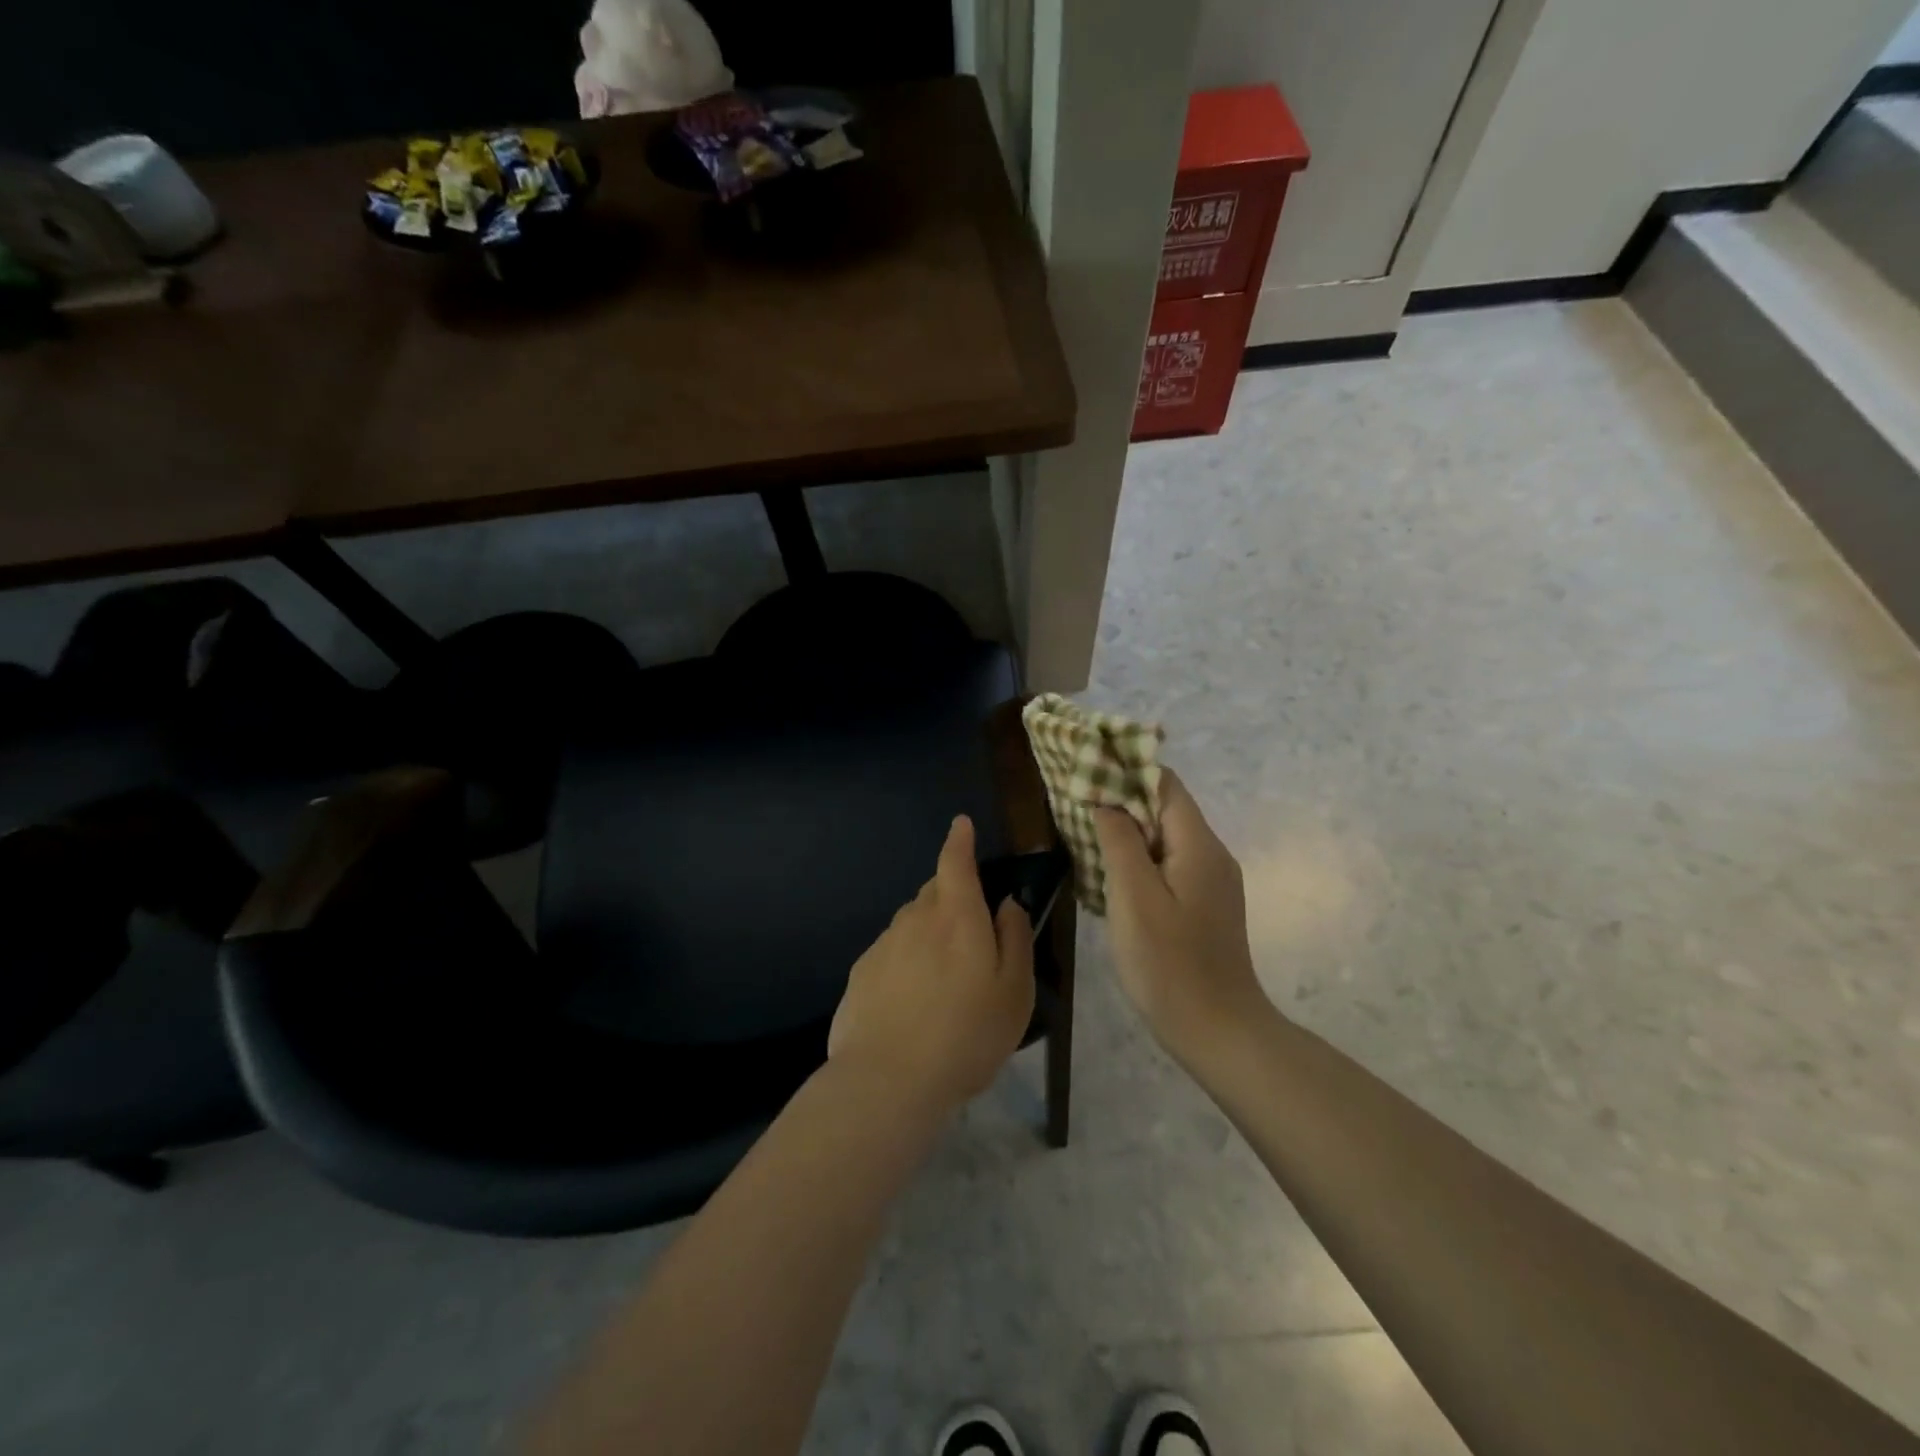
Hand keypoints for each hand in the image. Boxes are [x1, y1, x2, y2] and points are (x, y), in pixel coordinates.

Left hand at [829, 816, 1035, 1114]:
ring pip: (912, 923)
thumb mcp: (1013, 992)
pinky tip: (913, 1002)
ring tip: (944, 980)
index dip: (960, 840)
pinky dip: (906, 962)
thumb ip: (1015, 939)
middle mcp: (915, 919)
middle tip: (970, 933)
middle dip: (952, 896)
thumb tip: (1007, 904)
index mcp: (956, 916)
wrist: (888, 1081)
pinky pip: (892, 952)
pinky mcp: (861, 973)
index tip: (961, 825)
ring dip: (929, 933)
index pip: (955, 862)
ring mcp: (883, 945)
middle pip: (934, 891)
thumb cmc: (966, 1035)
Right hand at [1094, 769, 1268, 1064]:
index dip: (1126, 771)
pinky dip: (1138, 860)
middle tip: (1074, 805)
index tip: (1085, 771)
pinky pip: (1168, 866)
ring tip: (1082, 834)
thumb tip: (1105, 801)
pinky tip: (1109, 876)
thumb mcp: (1134, 898)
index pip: (1165, 784)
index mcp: (1199, 845)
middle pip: (1165, 809)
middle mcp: (1211, 855)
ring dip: (1126, 833)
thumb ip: (1119, 842)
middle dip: (1121, 801)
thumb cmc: (1170, 964)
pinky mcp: (1203, 906)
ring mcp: (1210, 883)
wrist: (1217, 1031)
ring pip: (1164, 839)